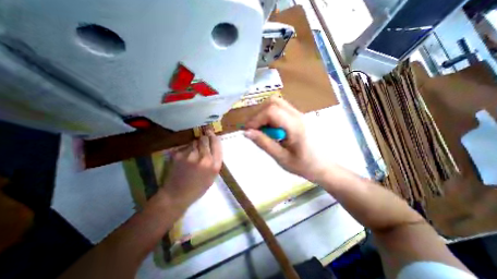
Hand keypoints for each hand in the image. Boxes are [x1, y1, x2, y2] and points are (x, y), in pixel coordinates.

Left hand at [160, 131, 221, 211]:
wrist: (177, 195)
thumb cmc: (198, 188)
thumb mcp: (212, 176)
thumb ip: (215, 161)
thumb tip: (213, 146)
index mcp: (214, 165)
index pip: (217, 144)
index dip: (214, 137)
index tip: (211, 133)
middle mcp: (204, 158)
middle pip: (205, 139)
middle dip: (204, 138)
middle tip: (202, 141)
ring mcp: (191, 155)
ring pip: (195, 141)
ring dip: (195, 144)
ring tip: (193, 153)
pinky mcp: (179, 155)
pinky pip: (186, 146)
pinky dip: (187, 149)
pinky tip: (185, 157)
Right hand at [244, 97, 329, 180]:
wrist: (323, 166)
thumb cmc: (304, 165)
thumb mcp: (281, 158)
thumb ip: (264, 143)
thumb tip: (247, 132)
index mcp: (295, 126)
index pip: (271, 111)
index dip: (256, 119)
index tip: (247, 131)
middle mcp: (297, 115)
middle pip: (273, 102)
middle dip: (258, 114)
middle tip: (253, 129)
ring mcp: (298, 114)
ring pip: (276, 103)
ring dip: (263, 113)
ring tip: (260, 129)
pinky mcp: (297, 116)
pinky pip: (280, 108)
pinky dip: (270, 115)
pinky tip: (270, 129)